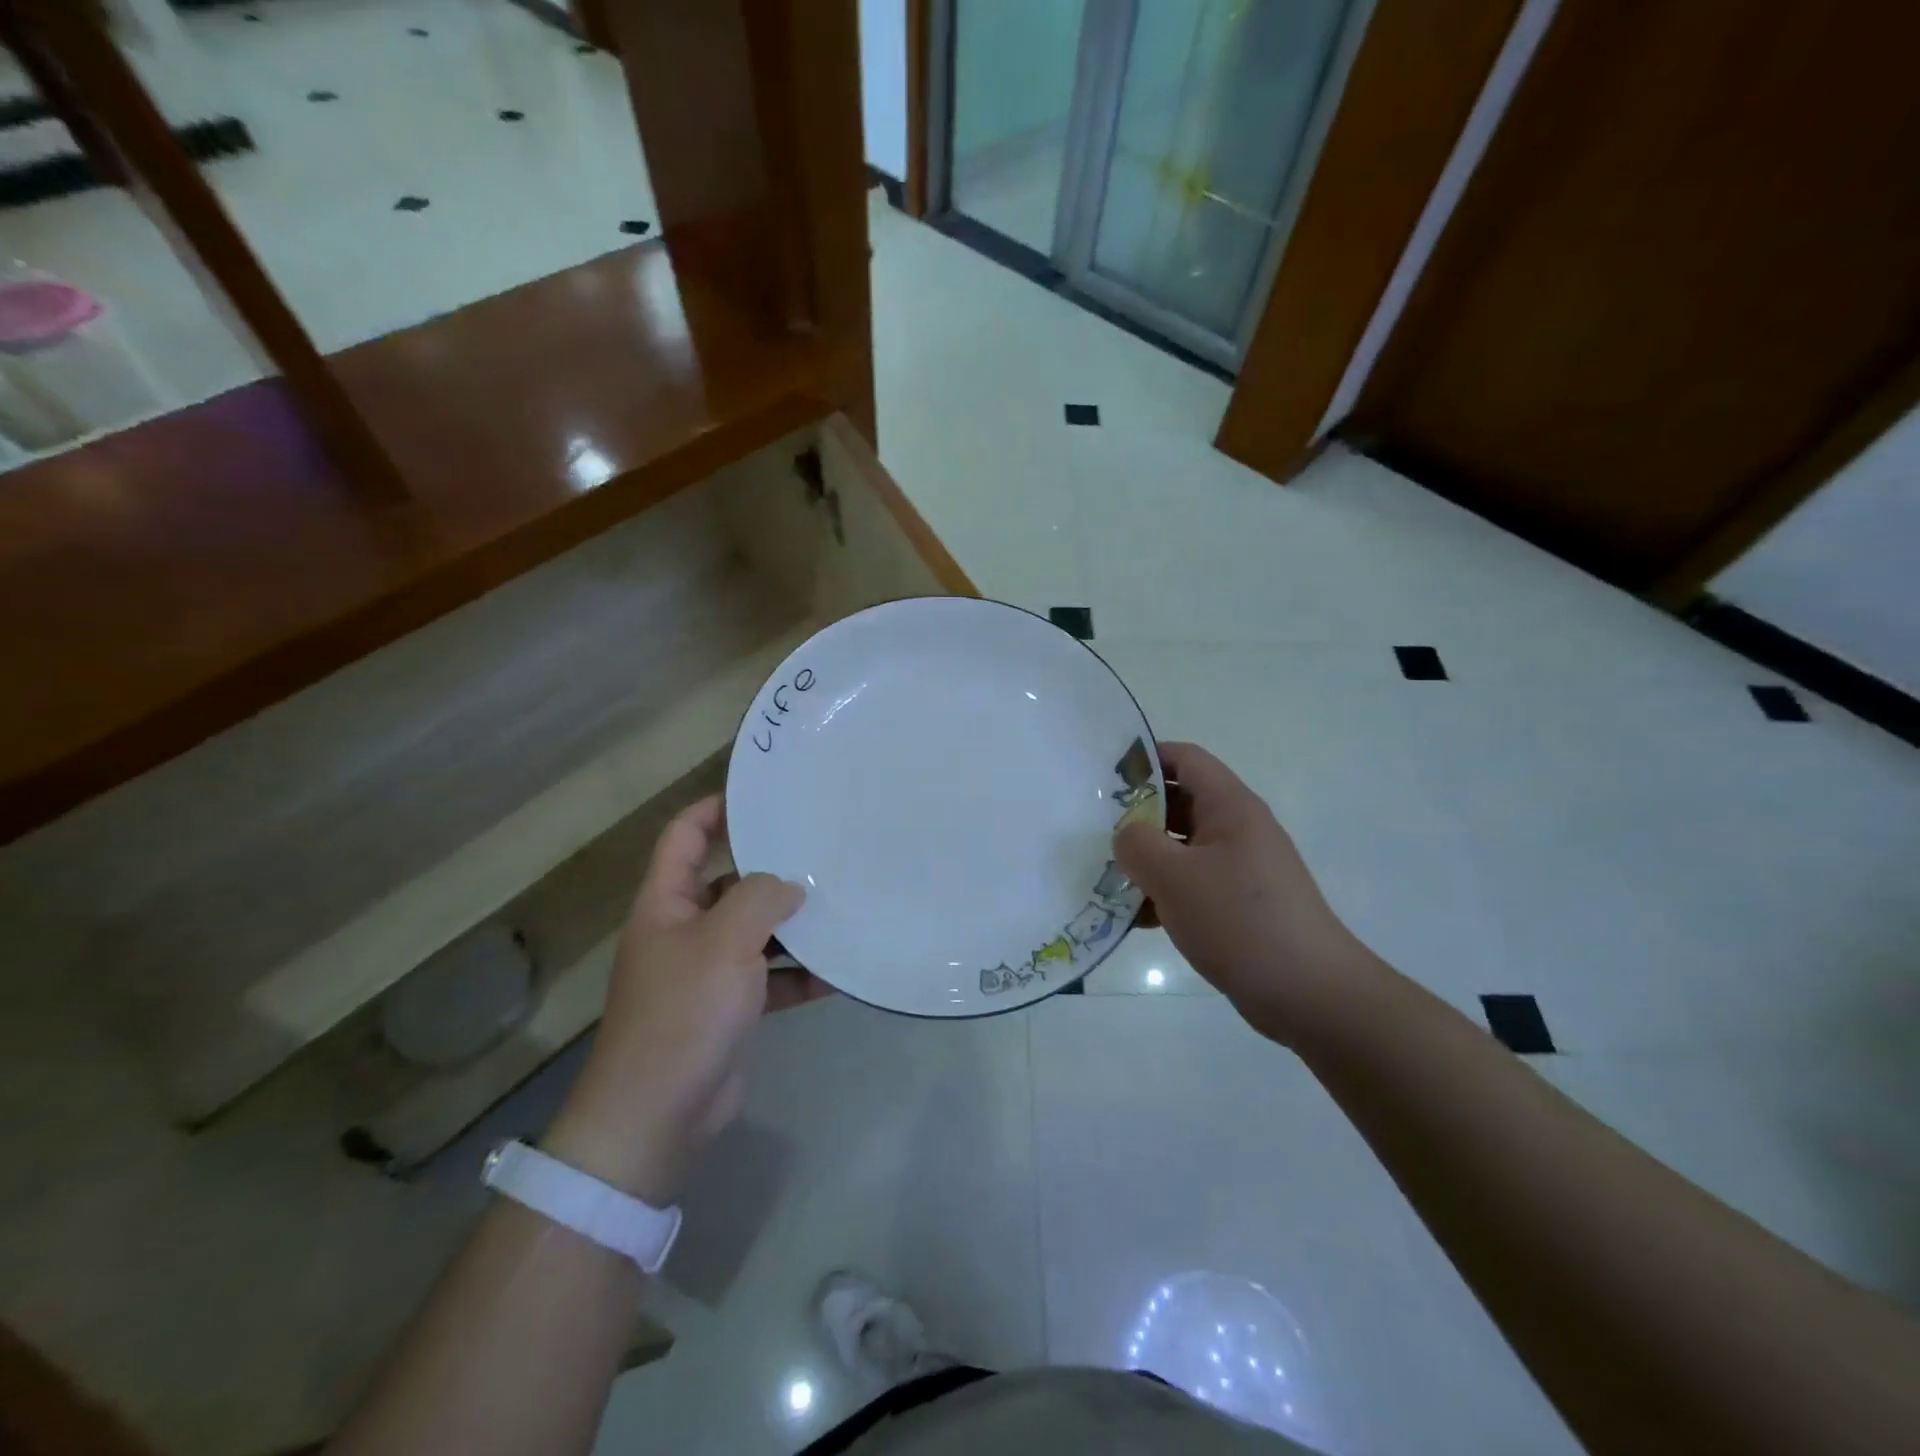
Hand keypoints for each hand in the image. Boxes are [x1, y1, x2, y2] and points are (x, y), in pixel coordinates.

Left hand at [545, 796, 826, 1205]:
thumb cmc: (683, 1012)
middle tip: (820, 850)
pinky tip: (839, 971)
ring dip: (792, 924)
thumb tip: (790, 886)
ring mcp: (707, 971)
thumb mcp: (724, 941)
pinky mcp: (729, 1008)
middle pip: (728, 882)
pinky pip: (770, 978)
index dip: (714, 809)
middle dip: (770, 869)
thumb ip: (760, 899)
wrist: (657, 1115)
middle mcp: (684, 930)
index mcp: (666, 904)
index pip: (684, 837)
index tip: (762, 797)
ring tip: (841, 905)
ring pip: (755, 931)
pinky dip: (799, 974)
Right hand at [1115, 742, 1379, 1045]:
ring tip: (1104, 874)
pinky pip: (1192, 884)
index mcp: (1230, 807)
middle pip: (1180, 802)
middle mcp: (1237, 829)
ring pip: (1182, 847)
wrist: (1310, 993)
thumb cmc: (1240, 921)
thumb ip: (1137, 845)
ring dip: (1146, 859)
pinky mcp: (1238, 904)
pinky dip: (1163, 893)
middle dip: (1136, 814)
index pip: (1185, 759)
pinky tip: (1134, 918)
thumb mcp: (1175, 877)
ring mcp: (1240, 868)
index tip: (1104, 777)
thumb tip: (1126, 836)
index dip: (1145, 759)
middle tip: (1093, 829)